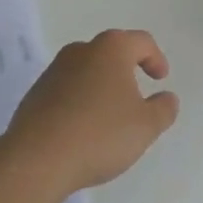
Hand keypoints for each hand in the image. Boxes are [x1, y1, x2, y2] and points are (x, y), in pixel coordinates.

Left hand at [4, 29, 178, 194]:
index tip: (160, 79)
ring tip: (108, 116)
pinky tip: (82, 129)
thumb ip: (163, 109)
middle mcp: (82, 51)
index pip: (141, 42)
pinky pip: (67, 90)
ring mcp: (54, 71)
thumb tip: (167, 98)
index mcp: (111, 49)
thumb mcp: (145, 127)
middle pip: (111, 52)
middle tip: (137, 95)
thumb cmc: (99, 135)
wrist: (36, 160)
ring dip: (101, 86)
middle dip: (126, 70)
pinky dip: (79, 101)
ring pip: (87, 70)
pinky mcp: (35, 94)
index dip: (156, 58)